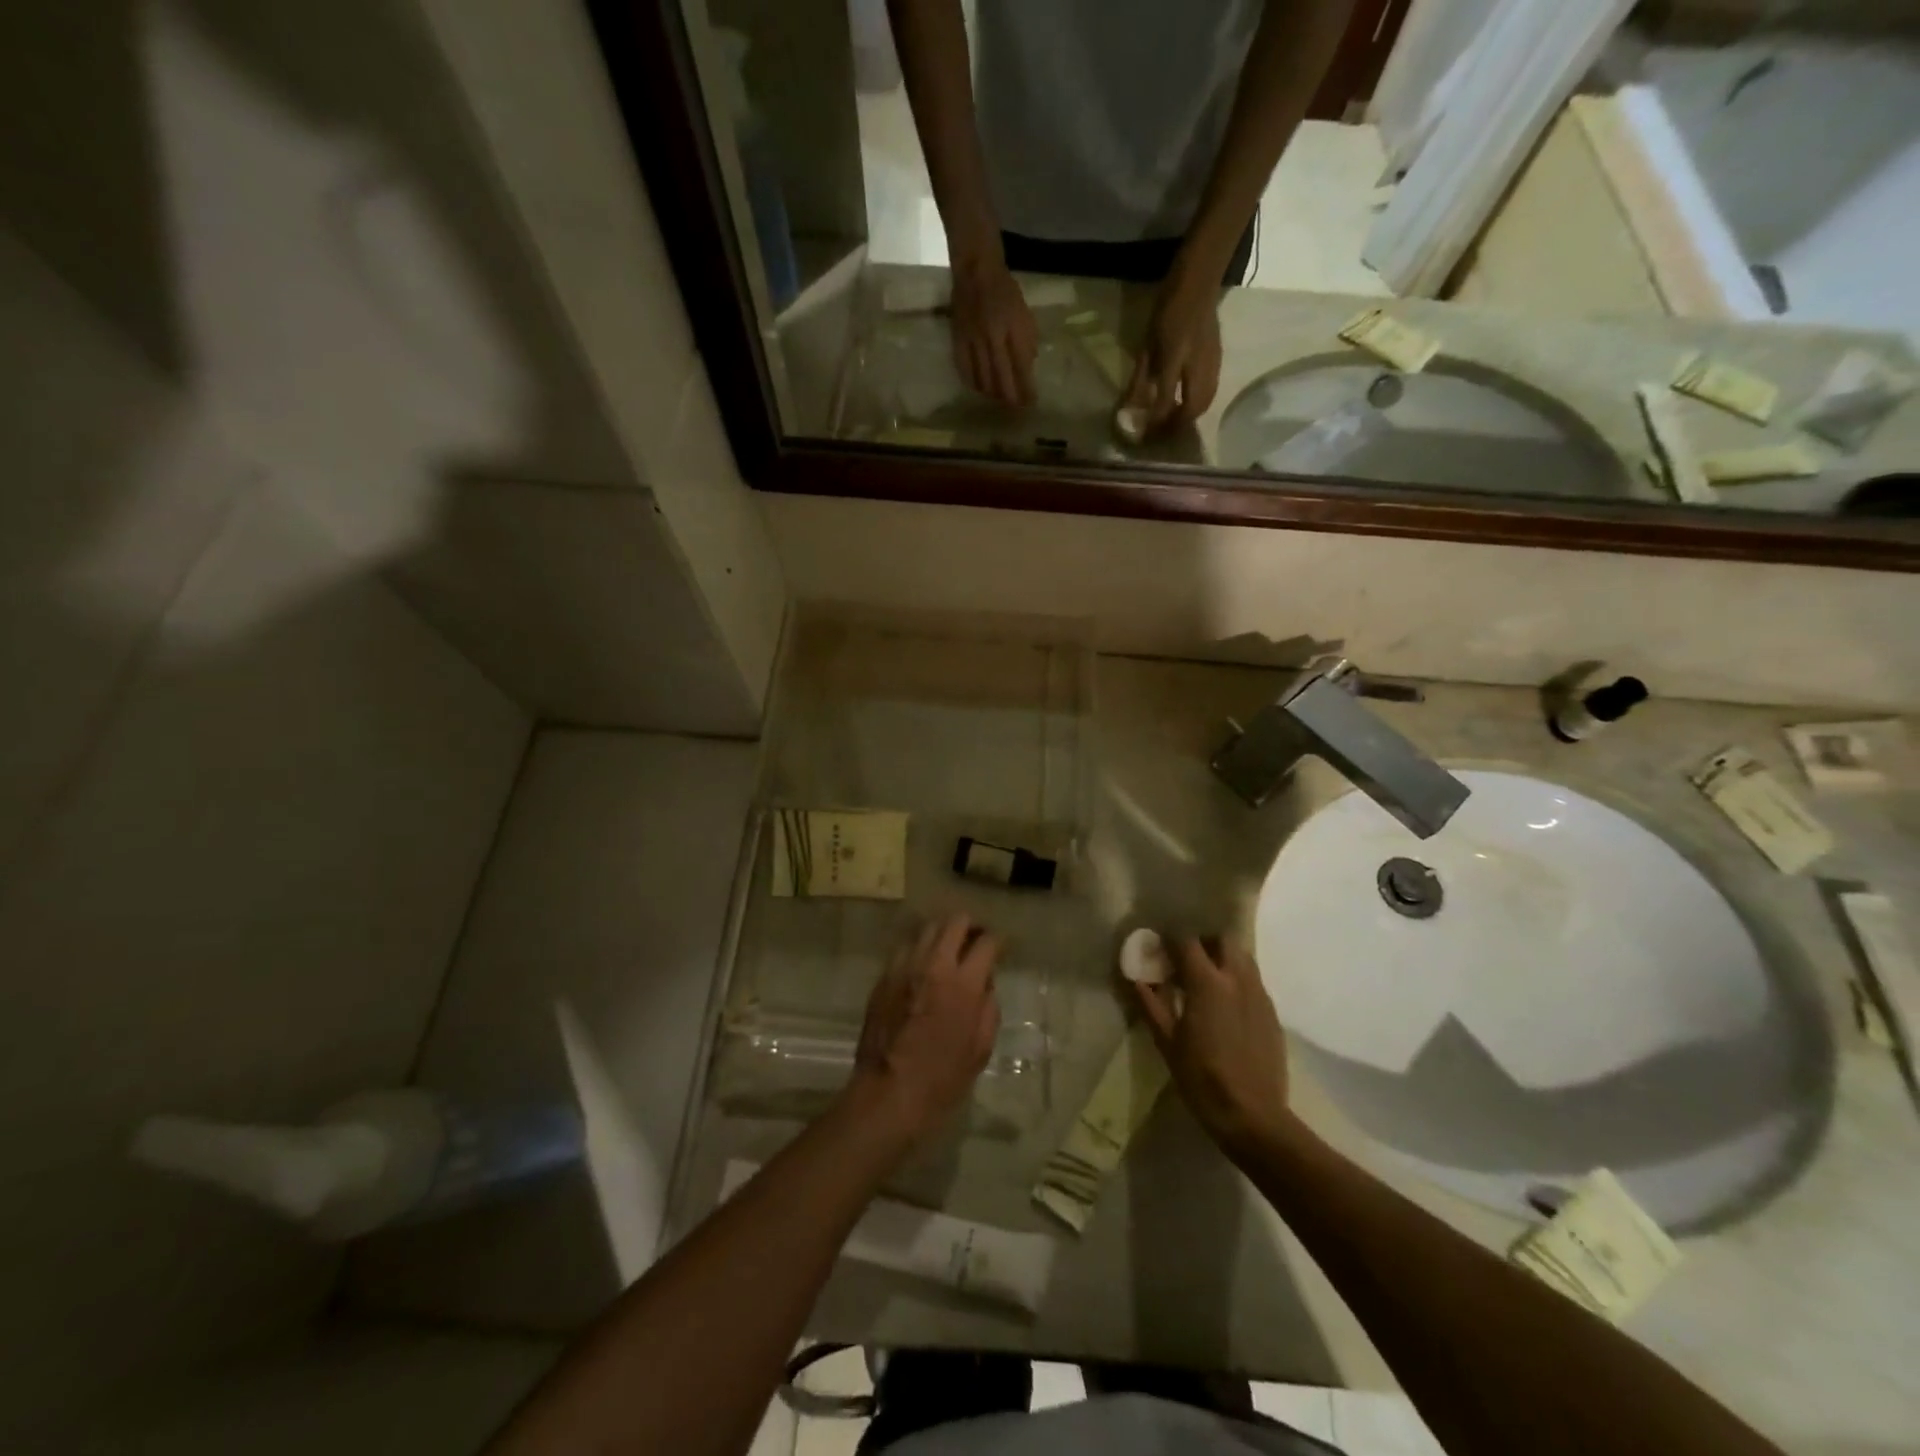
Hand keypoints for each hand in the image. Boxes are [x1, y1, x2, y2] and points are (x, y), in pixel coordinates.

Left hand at [845, 914, 1001, 1146]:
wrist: (888, 1094)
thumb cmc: (942, 1079)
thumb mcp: (980, 1049)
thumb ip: (988, 1008)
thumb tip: (984, 984)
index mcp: (963, 985)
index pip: (987, 942)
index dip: (999, 941)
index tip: (1001, 948)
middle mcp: (934, 965)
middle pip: (955, 921)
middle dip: (971, 926)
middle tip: (975, 941)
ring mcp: (905, 967)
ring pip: (927, 928)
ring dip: (943, 934)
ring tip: (948, 949)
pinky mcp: (884, 976)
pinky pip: (905, 948)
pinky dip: (919, 949)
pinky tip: (923, 966)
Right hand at [950, 255, 1036, 406]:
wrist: (975, 270)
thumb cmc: (1004, 290)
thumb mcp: (1024, 312)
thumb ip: (1027, 339)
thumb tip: (1028, 367)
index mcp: (1013, 327)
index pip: (1022, 365)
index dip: (1027, 387)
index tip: (1031, 403)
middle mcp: (993, 335)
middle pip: (1002, 377)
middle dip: (1010, 397)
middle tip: (1015, 409)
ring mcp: (974, 339)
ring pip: (983, 377)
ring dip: (992, 393)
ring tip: (999, 400)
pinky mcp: (958, 340)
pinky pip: (965, 369)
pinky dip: (973, 383)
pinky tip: (979, 389)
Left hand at [1124, 272, 1222, 434]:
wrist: (1198, 281)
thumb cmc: (1167, 309)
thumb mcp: (1147, 344)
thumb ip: (1140, 378)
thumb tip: (1130, 408)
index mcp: (1175, 358)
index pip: (1166, 401)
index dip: (1155, 423)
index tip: (1144, 436)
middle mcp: (1197, 364)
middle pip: (1192, 408)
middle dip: (1177, 426)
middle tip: (1161, 434)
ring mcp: (1212, 362)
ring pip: (1205, 402)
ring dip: (1189, 417)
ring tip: (1173, 423)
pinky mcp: (1218, 360)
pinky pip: (1211, 391)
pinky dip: (1198, 404)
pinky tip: (1186, 405)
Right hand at [1134, 937, 1293, 1161]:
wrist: (1253, 1116)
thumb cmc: (1202, 1078)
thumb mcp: (1167, 1042)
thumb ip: (1150, 1003)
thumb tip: (1134, 977)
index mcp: (1207, 983)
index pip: (1187, 940)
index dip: (1170, 939)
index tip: (1158, 949)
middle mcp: (1237, 979)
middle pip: (1221, 939)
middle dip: (1202, 942)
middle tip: (1185, 960)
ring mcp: (1259, 994)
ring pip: (1242, 957)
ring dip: (1222, 958)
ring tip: (1206, 980)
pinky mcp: (1272, 1012)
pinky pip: (1253, 981)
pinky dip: (1237, 980)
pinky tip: (1226, 1006)